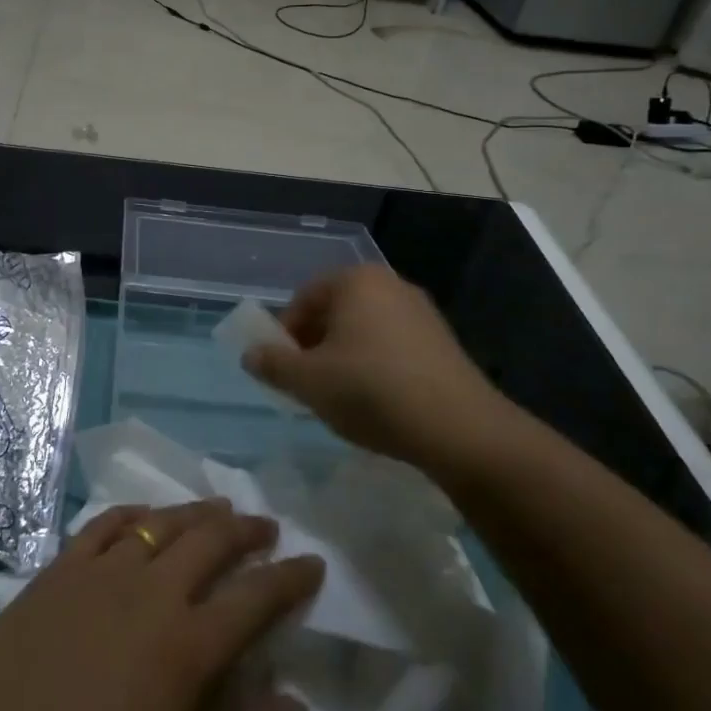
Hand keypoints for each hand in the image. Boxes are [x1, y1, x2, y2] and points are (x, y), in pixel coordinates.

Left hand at [0, 499, 324, 710]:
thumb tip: (297, 705)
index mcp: (187, 650)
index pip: (257, 596)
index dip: (291, 577)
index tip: (313, 563)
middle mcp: (149, 593)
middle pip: (211, 540)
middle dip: (247, 529)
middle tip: (267, 528)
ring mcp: (98, 574)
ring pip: (161, 522)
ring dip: (197, 512)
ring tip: (218, 510)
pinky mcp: (55, 571)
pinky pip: (104, 525)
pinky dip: (134, 513)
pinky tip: (143, 517)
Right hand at [242, 265, 510, 467]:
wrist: (459, 429)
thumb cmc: (371, 391)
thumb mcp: (308, 381)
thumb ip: (273, 364)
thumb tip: (251, 355)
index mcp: (356, 281)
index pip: (304, 298)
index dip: (285, 333)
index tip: (284, 369)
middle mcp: (390, 284)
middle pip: (335, 312)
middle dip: (315, 345)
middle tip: (308, 383)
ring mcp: (421, 312)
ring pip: (364, 330)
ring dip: (344, 358)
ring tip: (341, 398)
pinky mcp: (443, 342)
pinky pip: (393, 346)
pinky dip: (375, 367)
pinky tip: (377, 402)